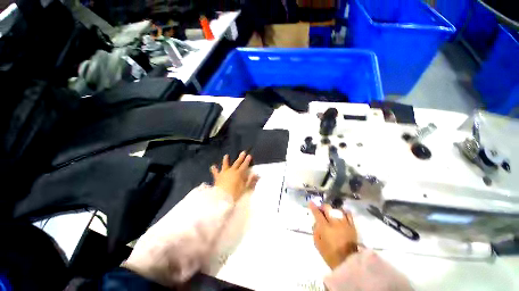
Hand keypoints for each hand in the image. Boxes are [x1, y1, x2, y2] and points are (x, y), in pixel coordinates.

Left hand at [211, 152, 258, 201]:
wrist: (222, 197)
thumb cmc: (235, 193)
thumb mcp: (245, 187)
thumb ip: (250, 180)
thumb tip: (256, 174)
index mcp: (239, 173)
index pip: (244, 165)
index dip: (247, 160)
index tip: (249, 155)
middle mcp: (232, 171)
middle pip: (237, 163)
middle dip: (240, 157)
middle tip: (243, 152)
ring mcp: (224, 173)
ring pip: (225, 165)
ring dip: (226, 160)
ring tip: (226, 155)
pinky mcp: (217, 177)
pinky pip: (215, 172)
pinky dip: (214, 169)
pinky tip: (212, 166)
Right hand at [310, 202, 357, 269]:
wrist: (348, 262)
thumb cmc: (330, 254)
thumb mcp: (317, 243)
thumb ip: (315, 230)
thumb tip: (316, 222)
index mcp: (325, 227)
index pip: (317, 213)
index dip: (313, 207)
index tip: (311, 202)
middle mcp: (335, 223)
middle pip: (328, 208)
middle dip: (322, 207)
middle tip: (320, 209)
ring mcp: (345, 224)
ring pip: (337, 209)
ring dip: (332, 209)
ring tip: (330, 212)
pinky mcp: (352, 226)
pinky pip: (348, 214)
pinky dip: (343, 212)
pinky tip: (340, 214)